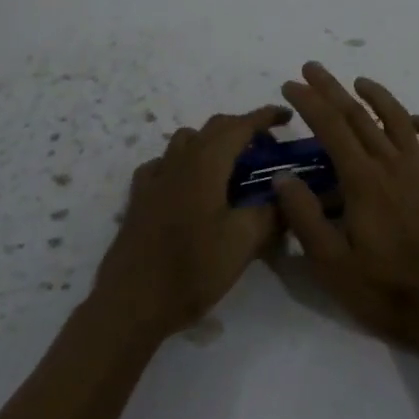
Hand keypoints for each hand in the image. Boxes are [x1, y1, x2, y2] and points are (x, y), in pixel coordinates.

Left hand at [90, 104, 289, 343]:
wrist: (132, 302)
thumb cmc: (192, 268)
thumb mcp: (244, 241)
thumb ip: (270, 212)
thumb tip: (285, 194)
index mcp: (206, 162)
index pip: (241, 125)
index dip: (265, 117)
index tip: (286, 116)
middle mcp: (179, 159)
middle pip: (214, 127)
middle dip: (243, 129)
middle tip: (267, 150)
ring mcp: (155, 176)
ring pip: (187, 141)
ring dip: (213, 142)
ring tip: (231, 167)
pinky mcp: (140, 197)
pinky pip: (164, 164)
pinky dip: (184, 163)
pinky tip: (190, 186)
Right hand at [275, 63, 418, 365]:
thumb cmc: (388, 291)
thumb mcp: (332, 265)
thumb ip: (306, 218)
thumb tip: (283, 177)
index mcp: (363, 181)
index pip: (331, 128)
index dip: (310, 102)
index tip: (291, 83)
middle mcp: (393, 166)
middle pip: (359, 116)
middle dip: (332, 89)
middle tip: (312, 68)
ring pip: (399, 121)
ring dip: (377, 97)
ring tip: (359, 81)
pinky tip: (414, 122)